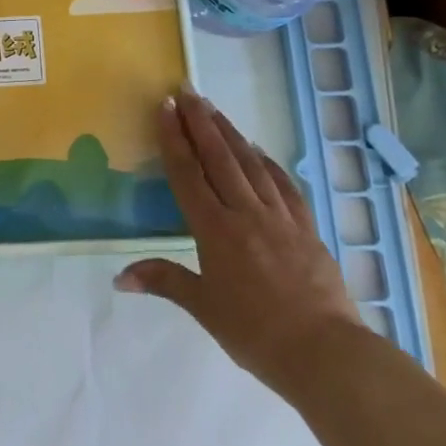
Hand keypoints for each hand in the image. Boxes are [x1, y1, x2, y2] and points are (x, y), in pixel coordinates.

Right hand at [115, 89, 361, 394]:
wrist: (326, 354)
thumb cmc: (256, 334)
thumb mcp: (204, 308)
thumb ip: (164, 281)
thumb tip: (119, 277)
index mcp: (215, 230)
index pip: (188, 174)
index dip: (174, 138)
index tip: (166, 107)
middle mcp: (245, 213)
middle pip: (219, 158)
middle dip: (201, 122)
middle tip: (187, 91)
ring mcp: (280, 217)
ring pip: (251, 164)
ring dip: (231, 133)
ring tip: (215, 109)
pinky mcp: (306, 228)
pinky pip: (284, 185)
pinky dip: (269, 163)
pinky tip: (260, 151)